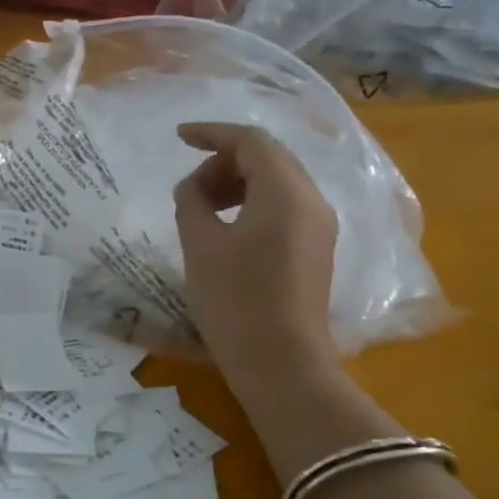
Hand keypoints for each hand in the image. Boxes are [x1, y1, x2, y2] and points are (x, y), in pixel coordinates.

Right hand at [173, 122, 340, 389]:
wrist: (281, 364)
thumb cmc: (235, 301)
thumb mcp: (200, 246)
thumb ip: (191, 202)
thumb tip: (192, 187)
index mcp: (286, 192)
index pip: (251, 141)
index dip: (212, 133)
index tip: (179, 138)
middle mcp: (312, 201)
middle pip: (269, 158)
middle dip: (224, 162)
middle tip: (189, 189)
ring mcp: (320, 228)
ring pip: (278, 184)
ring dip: (238, 185)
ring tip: (202, 211)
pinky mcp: (316, 252)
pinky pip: (284, 210)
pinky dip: (253, 206)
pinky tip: (227, 231)